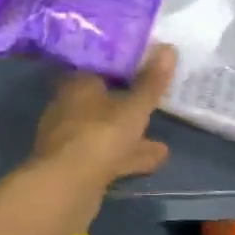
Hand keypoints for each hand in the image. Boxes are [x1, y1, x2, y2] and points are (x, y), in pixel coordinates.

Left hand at [30, 44, 175, 187]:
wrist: (66, 187)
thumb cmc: (100, 135)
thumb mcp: (134, 107)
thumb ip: (151, 82)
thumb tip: (168, 48)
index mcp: (77, 85)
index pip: (98, 68)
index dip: (121, 68)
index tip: (143, 68)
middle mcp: (68, 107)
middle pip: (102, 102)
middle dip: (127, 106)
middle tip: (153, 105)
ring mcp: (69, 139)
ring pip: (105, 132)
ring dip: (131, 137)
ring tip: (161, 143)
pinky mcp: (73, 166)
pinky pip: (106, 155)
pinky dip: (127, 157)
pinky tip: (154, 162)